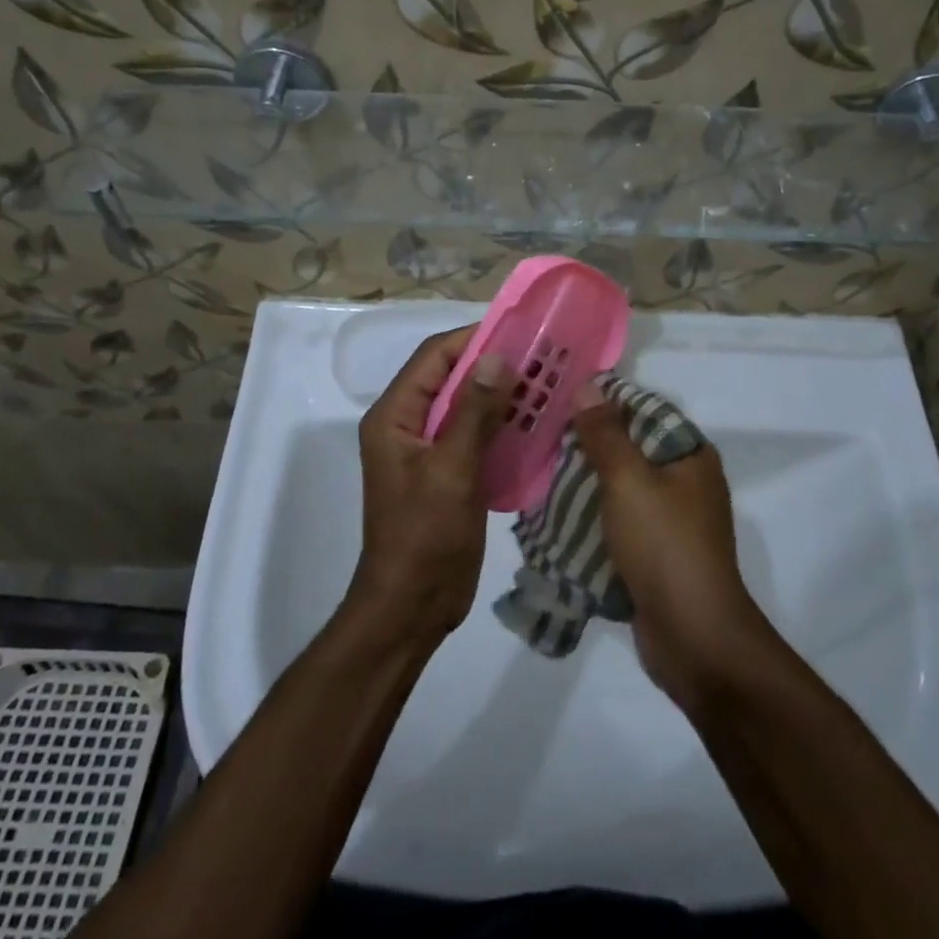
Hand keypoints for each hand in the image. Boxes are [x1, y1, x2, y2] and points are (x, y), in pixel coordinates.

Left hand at [352, 327, 510, 642]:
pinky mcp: (447, 473)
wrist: (412, 606)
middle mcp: (406, 425)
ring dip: (499, 395)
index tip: (518, 331)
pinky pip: (473, 436)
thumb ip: (474, 412)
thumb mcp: (451, 470)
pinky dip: (500, 425)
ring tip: (544, 384)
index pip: (432, 357)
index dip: (472, 339)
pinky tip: (534, 423)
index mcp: (394, 416)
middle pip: (449, 378)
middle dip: (491, 366)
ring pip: (465, 407)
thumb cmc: (424, 536)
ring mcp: (427, 451)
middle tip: (540, 357)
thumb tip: (496, 356)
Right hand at [569, 380, 771, 708]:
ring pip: (621, 489)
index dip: (603, 403)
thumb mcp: (629, 480)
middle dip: (587, 446)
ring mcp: (673, 522)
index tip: (559, 401)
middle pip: (630, 450)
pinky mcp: (656, 555)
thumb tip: (588, 386)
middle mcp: (686, 483)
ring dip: (585, 485)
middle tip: (540, 438)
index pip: (644, 412)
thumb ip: (605, 434)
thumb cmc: (664, 546)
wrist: (693, 637)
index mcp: (690, 456)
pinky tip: (555, 517)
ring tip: (539, 474)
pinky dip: (593, 519)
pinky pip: (619, 524)